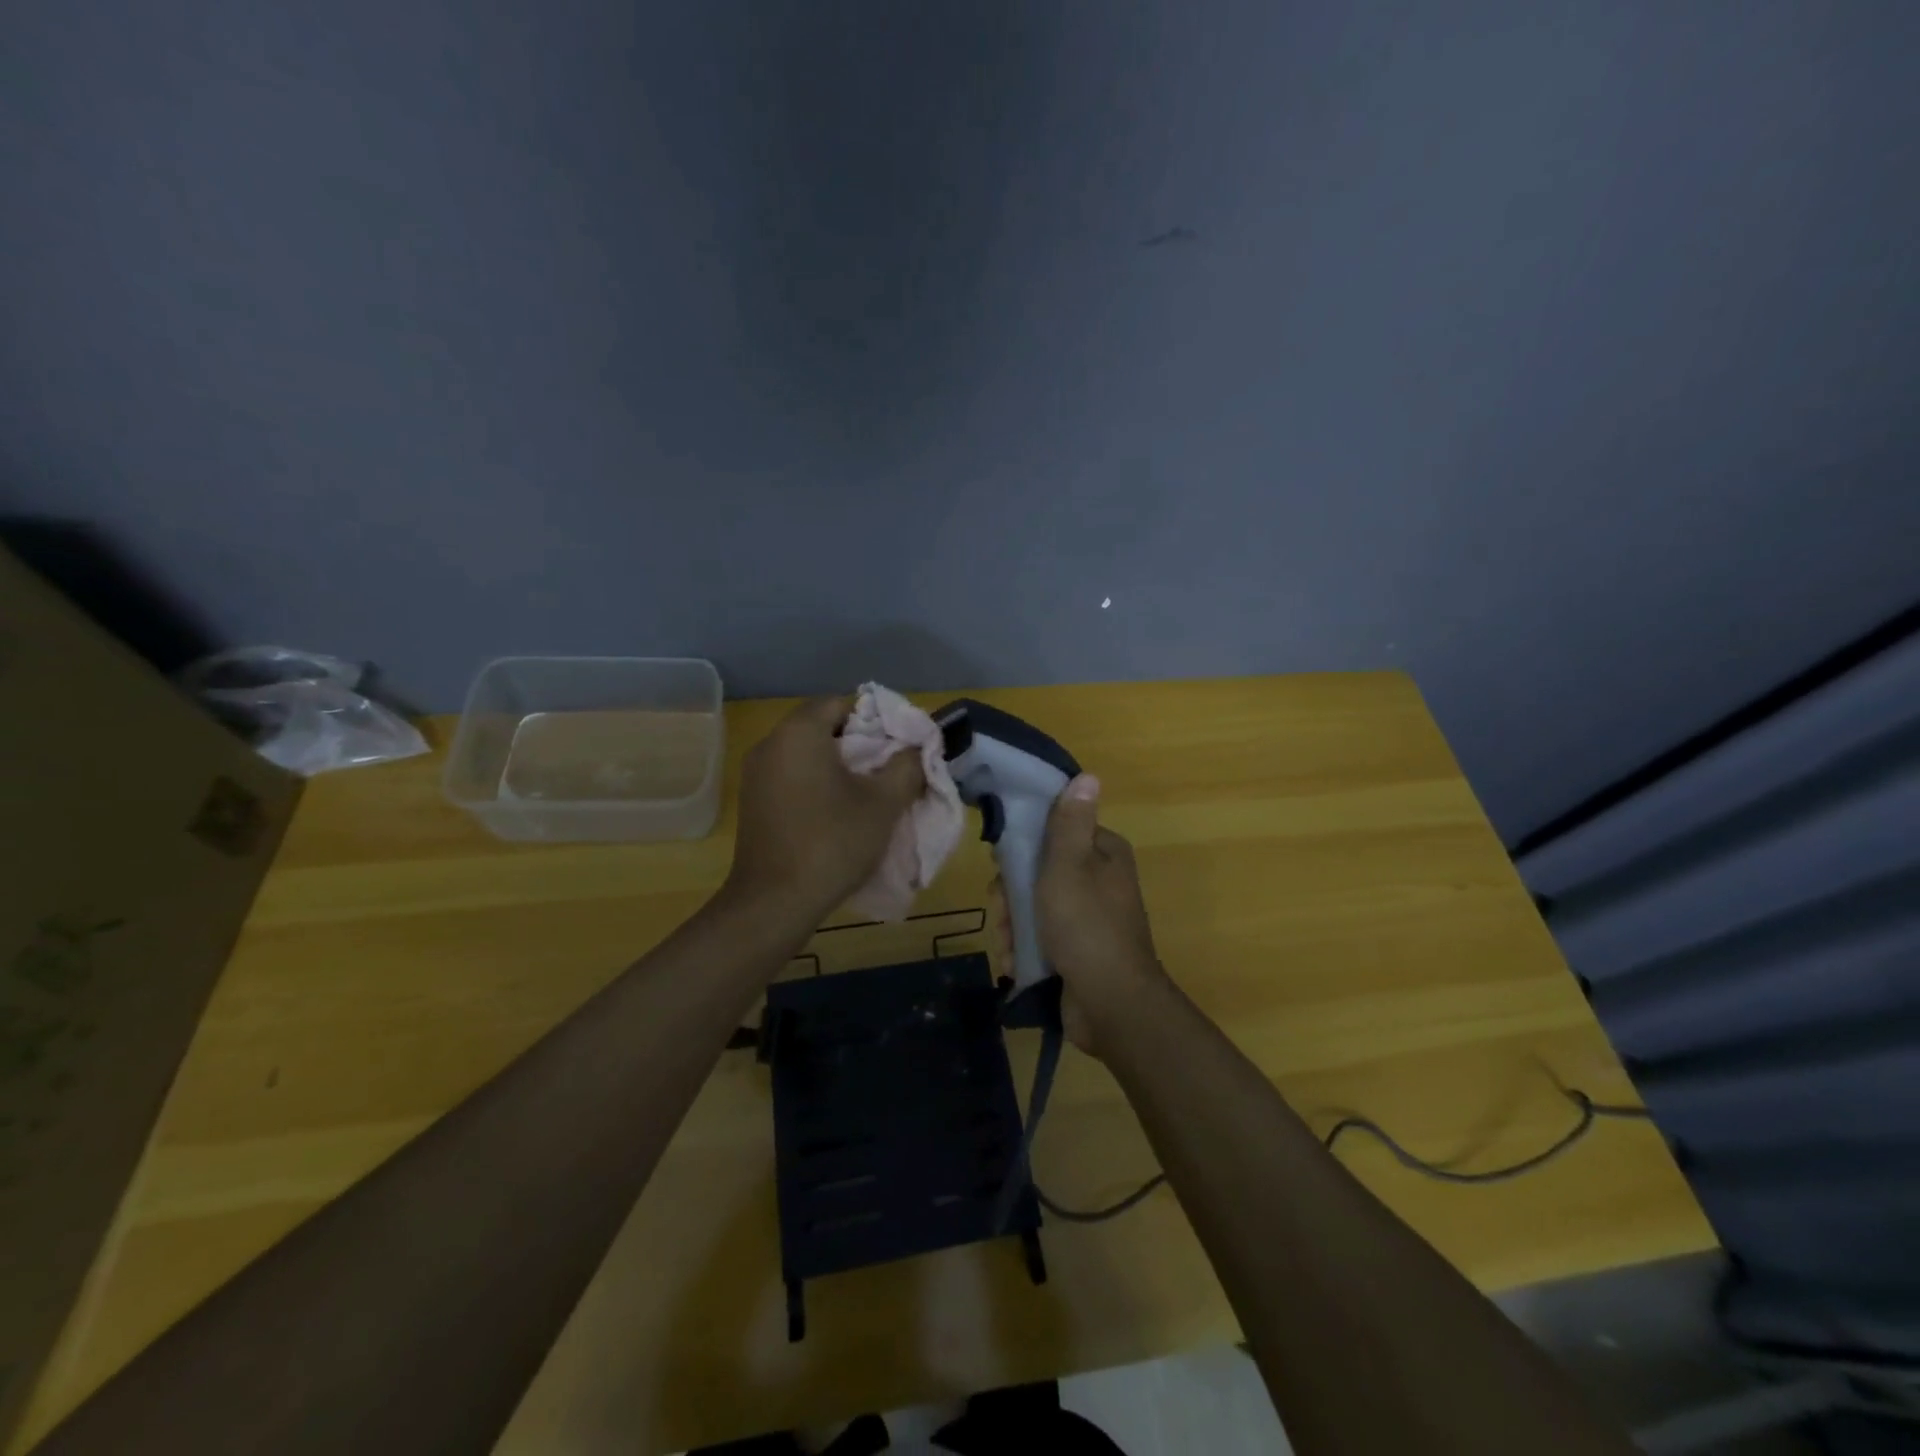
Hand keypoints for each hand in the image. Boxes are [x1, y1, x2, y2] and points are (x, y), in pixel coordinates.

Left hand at [726, 696, 924, 924]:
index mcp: (799, 733)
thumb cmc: (833, 842)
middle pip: (820, 725)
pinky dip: (813, 781)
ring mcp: (755, 773)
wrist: (775, 901)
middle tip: (885, 768)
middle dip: (856, 742)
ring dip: (834, 764)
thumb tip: (915, 749)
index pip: (840, 703)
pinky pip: (789, 775)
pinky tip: (834, 810)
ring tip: (864, 791)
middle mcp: (771, 744)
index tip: (895, 745)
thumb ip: (906, 766)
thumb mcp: (883, 803)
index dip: (873, 718)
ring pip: (804, 752)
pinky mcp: (752, 801)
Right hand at [993, 773, 1168, 1051]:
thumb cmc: (1086, 925)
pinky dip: (1025, 949)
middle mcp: (1099, 881)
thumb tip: (1087, 776)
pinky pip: (1041, 938)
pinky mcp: (1077, 950)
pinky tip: (1016, 964)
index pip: (1055, 833)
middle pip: (1039, 872)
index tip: (1002, 865)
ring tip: (1010, 946)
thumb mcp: (1070, 865)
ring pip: (1034, 907)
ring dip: (1014, 926)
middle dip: (1013, 896)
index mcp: (1103, 854)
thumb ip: (1070, 822)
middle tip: (1005, 913)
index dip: (1024, 846)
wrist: (1110, 1005)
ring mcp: (1088, 919)